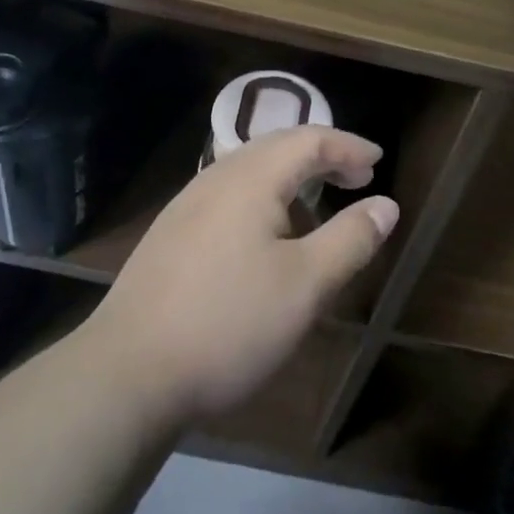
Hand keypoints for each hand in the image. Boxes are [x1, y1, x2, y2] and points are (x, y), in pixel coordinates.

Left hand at [83, 127, 399, 425]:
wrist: (127, 374)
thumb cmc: (228, 323)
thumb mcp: (306, 285)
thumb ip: (350, 239)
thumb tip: (385, 205)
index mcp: (250, 178)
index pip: (309, 140)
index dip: (349, 147)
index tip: (380, 163)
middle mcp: (215, 178)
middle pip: (277, 146)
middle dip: (322, 155)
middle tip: (357, 178)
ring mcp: (186, 206)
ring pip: (249, 170)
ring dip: (291, 176)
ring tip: (317, 203)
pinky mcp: (170, 235)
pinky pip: (229, 193)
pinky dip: (264, 196)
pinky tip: (267, 234)